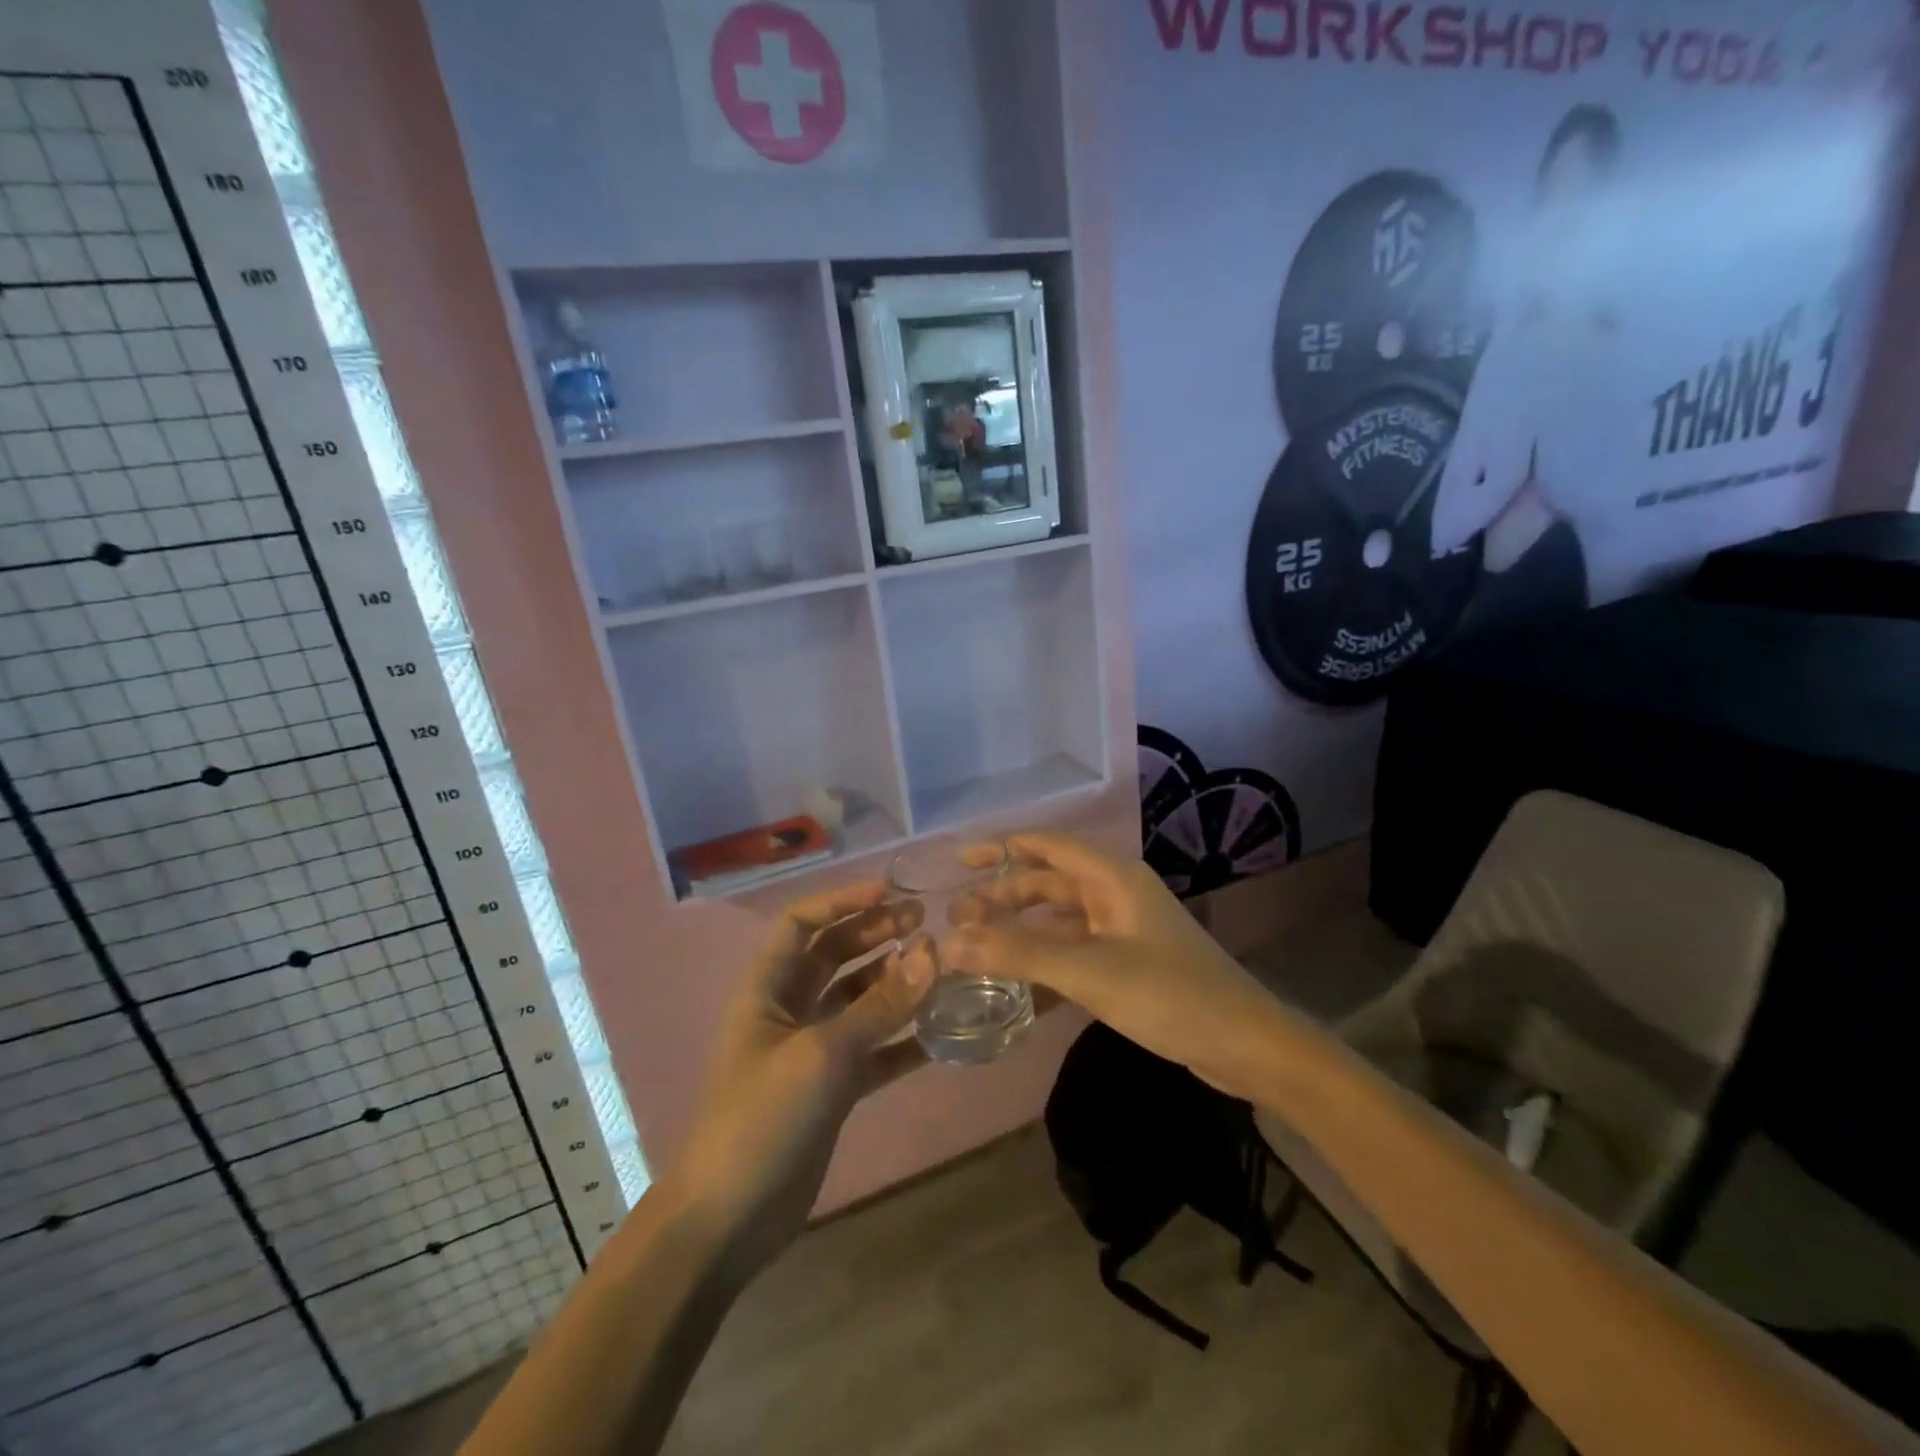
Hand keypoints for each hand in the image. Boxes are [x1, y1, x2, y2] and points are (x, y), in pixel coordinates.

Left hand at [669, 881, 934, 1276]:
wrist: (728, 1220)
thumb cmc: (762, 1119)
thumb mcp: (823, 1055)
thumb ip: (880, 1005)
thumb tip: (932, 951)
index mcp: (768, 988)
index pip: (802, 923)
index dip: (842, 900)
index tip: (892, 893)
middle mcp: (790, 1009)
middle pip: (835, 954)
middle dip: (876, 933)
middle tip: (926, 923)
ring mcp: (813, 1050)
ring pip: (859, 1000)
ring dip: (895, 982)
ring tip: (939, 967)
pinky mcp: (834, 1088)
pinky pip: (875, 1049)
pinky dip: (904, 1038)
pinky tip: (941, 1032)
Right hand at [950, 834, 1285, 1099]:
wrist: (1245, 1044)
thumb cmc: (1168, 994)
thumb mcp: (1087, 971)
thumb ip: (1018, 953)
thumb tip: (950, 941)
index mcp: (1112, 878)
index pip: (1047, 847)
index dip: (1002, 849)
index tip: (960, 862)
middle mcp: (1116, 894)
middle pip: (1049, 884)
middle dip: (1004, 895)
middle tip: (956, 915)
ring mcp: (1124, 929)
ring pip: (1060, 919)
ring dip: (1021, 928)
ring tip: (977, 943)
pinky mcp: (1130, 962)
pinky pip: (1075, 948)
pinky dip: (1044, 957)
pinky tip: (1017, 978)